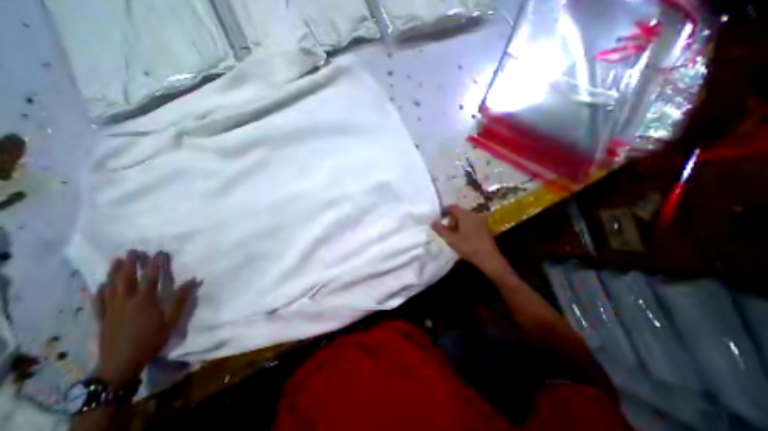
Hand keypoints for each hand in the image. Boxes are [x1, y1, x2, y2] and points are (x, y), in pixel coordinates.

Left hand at [91, 251, 196, 388]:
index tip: (160, 252)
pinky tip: (102, 283)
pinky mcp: (102, 317)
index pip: (151, 277)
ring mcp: (111, 309)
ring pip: (110, 286)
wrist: (121, 363)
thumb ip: (181, 299)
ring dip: (114, 272)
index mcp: (144, 301)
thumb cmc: (151, 339)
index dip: (156, 263)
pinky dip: (100, 289)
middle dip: (131, 263)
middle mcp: (126, 301)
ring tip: (117, 260)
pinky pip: (99, 300)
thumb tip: (192, 280)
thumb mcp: (172, 319)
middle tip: (135, 251)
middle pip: (127, 278)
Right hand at [430, 205, 510, 277]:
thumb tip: (432, 222)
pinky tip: (463, 238)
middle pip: (459, 213)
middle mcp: (474, 215)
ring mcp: (480, 221)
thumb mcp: (451, 239)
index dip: (444, 210)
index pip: (452, 207)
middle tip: (447, 231)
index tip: (439, 217)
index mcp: (465, 215)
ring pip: (465, 218)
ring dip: (458, 224)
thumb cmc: (468, 247)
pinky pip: (471, 223)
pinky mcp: (484, 227)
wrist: (489, 258)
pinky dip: (465, 227)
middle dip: (451, 220)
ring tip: (454, 236)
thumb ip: (440, 230)